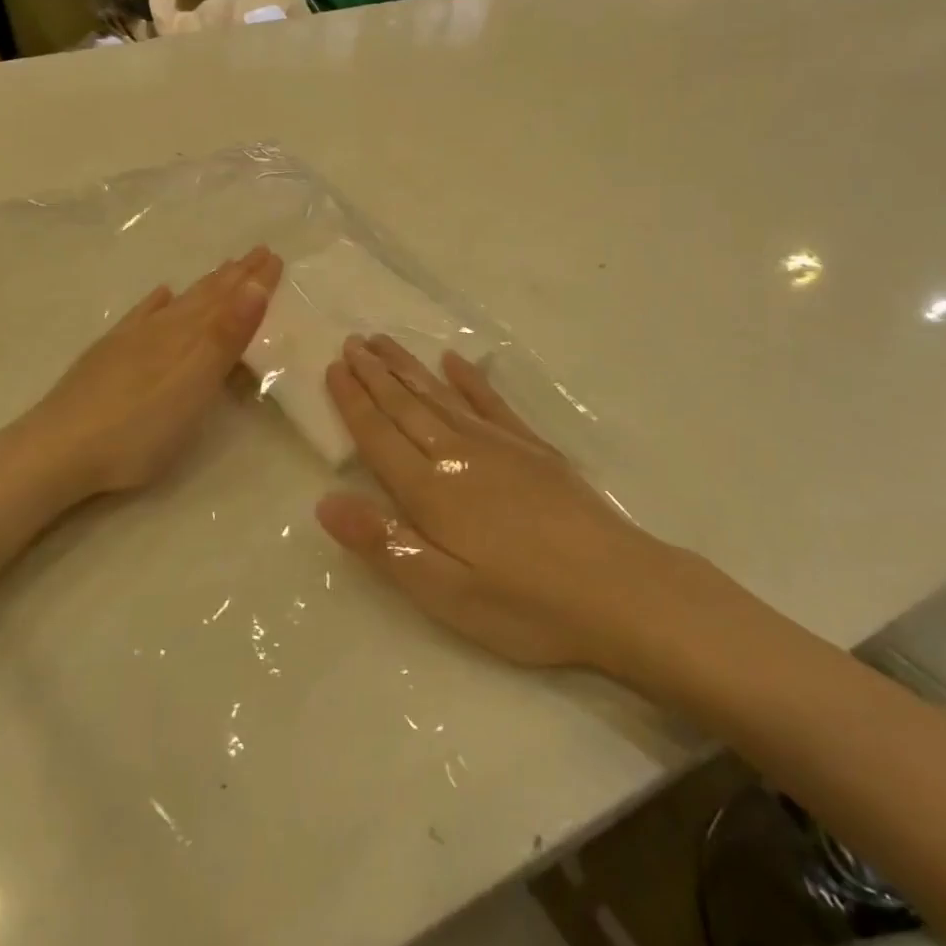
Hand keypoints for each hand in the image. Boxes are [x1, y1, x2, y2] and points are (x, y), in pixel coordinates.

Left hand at [0, 247, 282, 504]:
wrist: (57, 450)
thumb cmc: (139, 428)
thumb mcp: (195, 385)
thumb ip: (225, 337)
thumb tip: (255, 285)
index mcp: (188, 337)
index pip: (229, 301)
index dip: (253, 281)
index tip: (275, 257)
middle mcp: (162, 329)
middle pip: (205, 296)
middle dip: (235, 276)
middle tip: (259, 253)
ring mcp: (131, 340)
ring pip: (178, 304)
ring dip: (205, 287)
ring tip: (223, 269)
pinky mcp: (108, 356)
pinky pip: (140, 316)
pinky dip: (156, 302)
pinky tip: (160, 294)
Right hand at [314, 335, 666, 670]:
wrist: (619, 589)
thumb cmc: (526, 604)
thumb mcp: (446, 593)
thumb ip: (385, 544)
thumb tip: (325, 501)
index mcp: (432, 492)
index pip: (380, 436)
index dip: (354, 402)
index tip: (333, 367)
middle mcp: (460, 455)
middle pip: (407, 406)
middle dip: (376, 373)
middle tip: (352, 341)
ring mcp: (500, 446)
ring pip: (442, 396)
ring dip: (410, 368)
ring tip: (385, 342)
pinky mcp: (534, 448)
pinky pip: (491, 402)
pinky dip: (469, 379)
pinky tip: (455, 361)